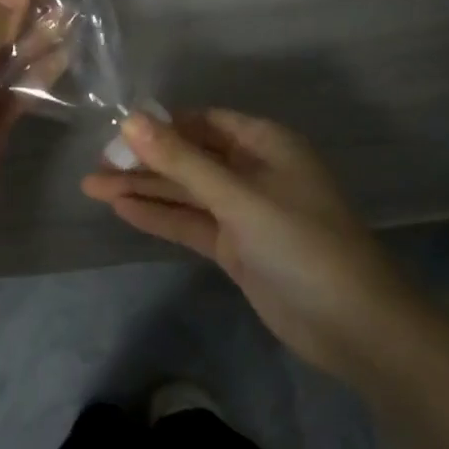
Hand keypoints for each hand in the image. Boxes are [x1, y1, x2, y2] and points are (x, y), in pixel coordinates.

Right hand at [82, 110, 416, 385]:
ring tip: (92, 186)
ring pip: (186, 191)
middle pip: (189, 157)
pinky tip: (122, 209)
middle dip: (144, 160)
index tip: (117, 133)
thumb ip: (182, 161)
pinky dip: (160, 215)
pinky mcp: (237, 247)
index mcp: (264, 143)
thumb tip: (130, 120)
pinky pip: (192, 222)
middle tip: (96, 165)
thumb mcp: (238, 197)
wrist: (356, 328)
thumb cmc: (302, 244)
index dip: (161, 125)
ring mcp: (244, 210)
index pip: (203, 122)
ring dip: (144, 188)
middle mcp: (253, 169)